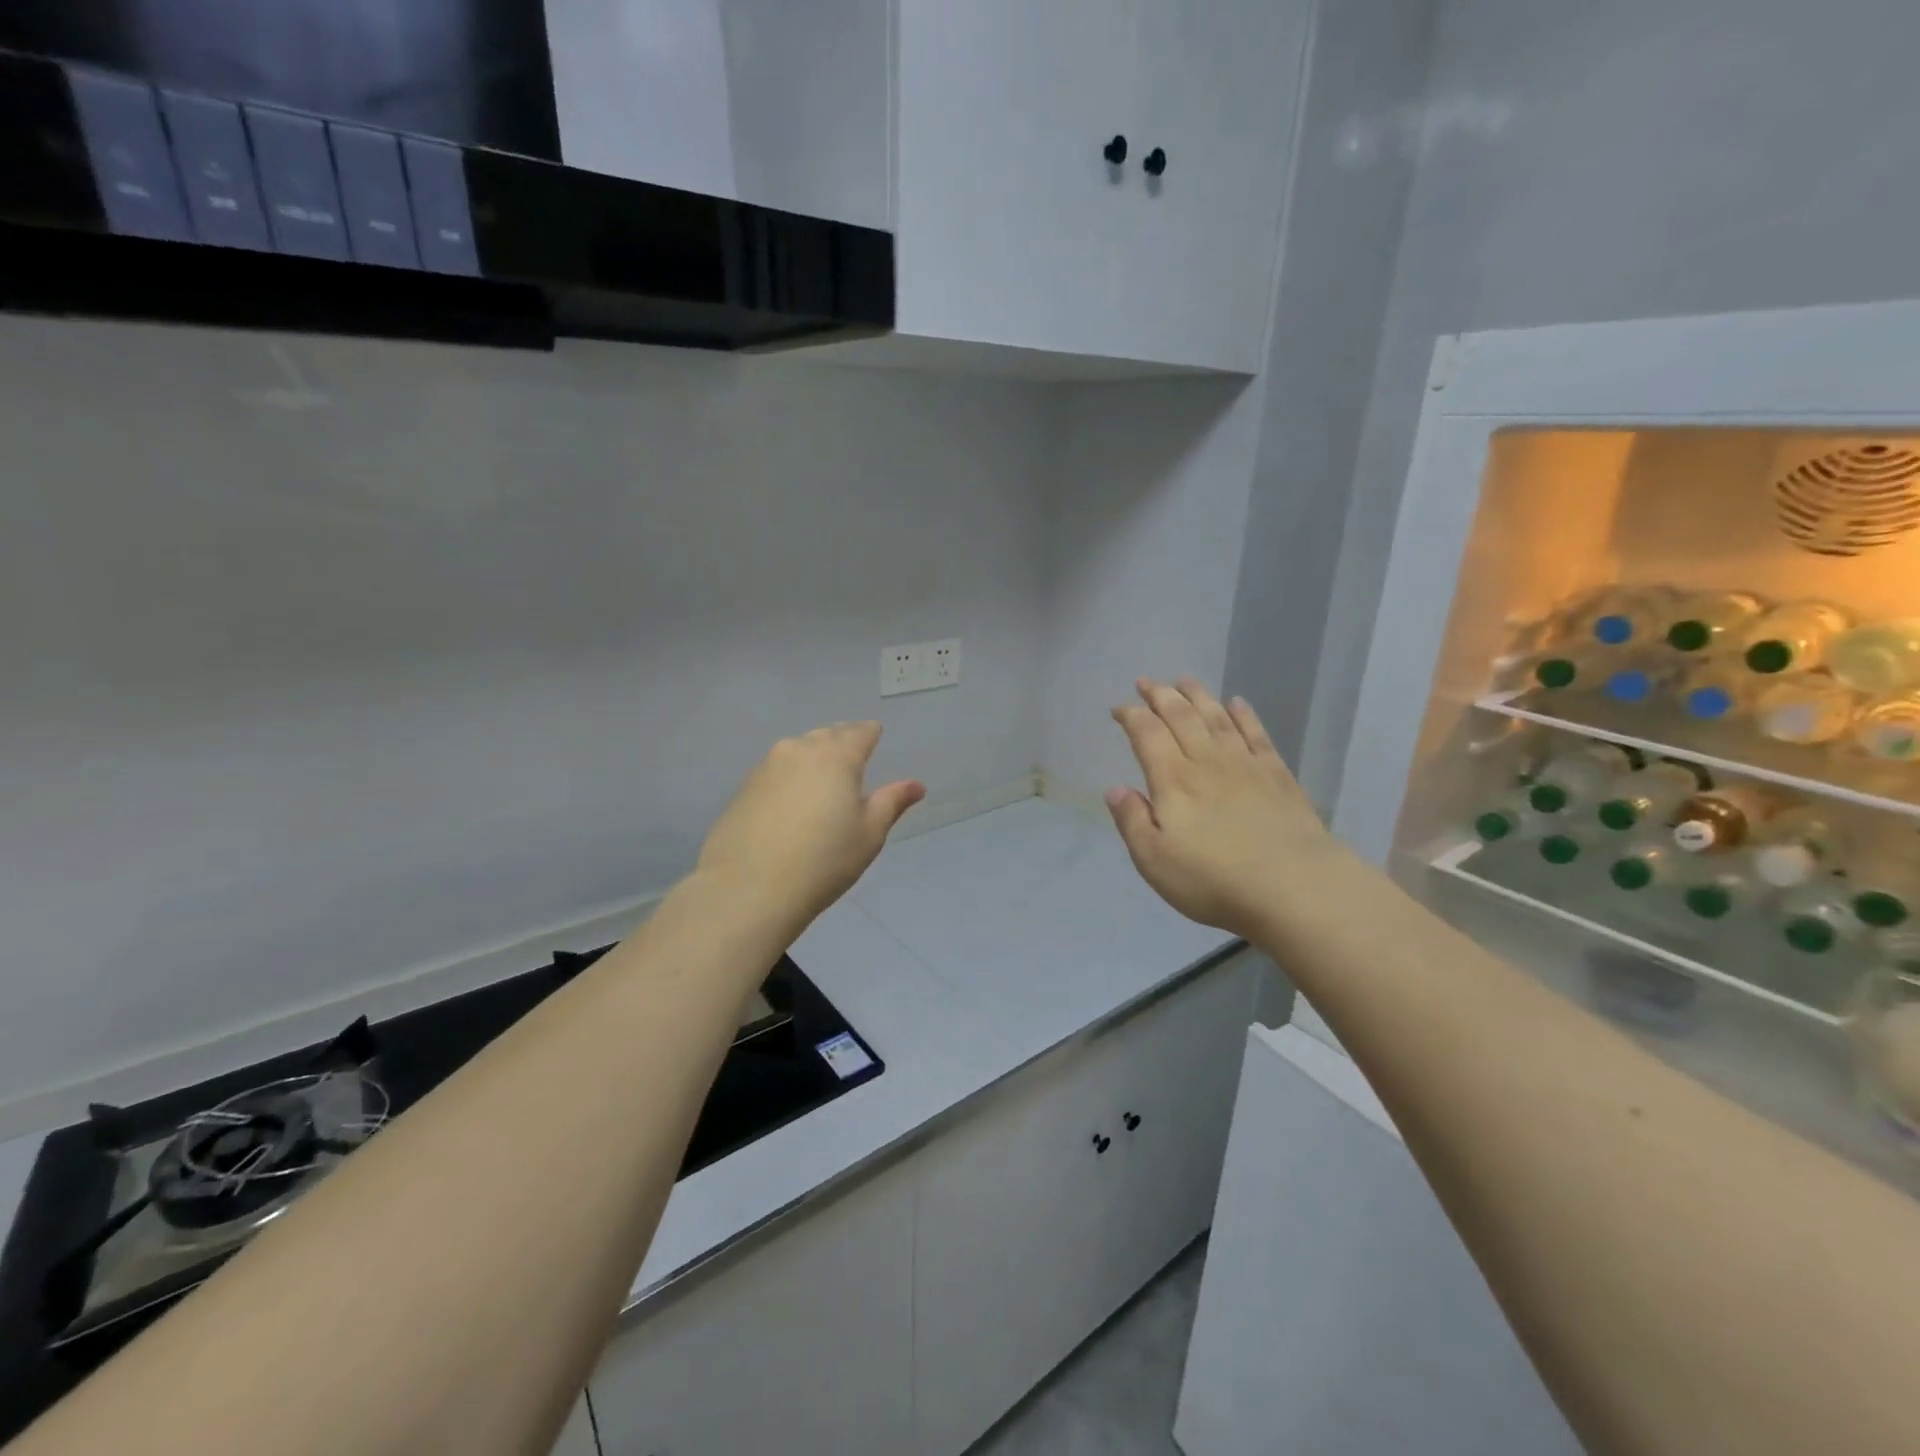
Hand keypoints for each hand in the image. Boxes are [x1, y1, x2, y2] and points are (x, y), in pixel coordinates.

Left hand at [696, 722, 924, 933]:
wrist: (749, 889)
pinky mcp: (742, 790)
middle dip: (842, 741)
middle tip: (852, 757)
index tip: (875, 735)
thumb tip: (916, 785)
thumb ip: (892, 802)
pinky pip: (775, 772)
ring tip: (822, 779)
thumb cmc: (824, 860)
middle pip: (826, 736)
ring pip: (797, 751)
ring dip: (812, 757)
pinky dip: (788, 778)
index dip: (870, 733)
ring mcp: (765, 768)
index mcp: (836, 756)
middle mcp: (799, 751)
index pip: (859, 732)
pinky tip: (790, 803)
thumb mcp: (869, 833)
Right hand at [1106, 677, 1338, 941]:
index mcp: (1173, 781)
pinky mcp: (1277, 775)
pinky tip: (1237, 703)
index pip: (1147, 734)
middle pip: (1181, 716)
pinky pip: (1256, 734)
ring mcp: (1246, 765)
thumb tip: (1116, 789)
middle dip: (1160, 695)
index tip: (1119, 708)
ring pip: (1217, 718)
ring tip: (1184, 680)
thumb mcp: (1154, 860)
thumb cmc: (1214, 879)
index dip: (1131, 716)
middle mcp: (1207, 762)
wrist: (1294, 887)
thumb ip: (1132, 821)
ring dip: (1198, 696)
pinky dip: (1244, 715)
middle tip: (1146, 682)